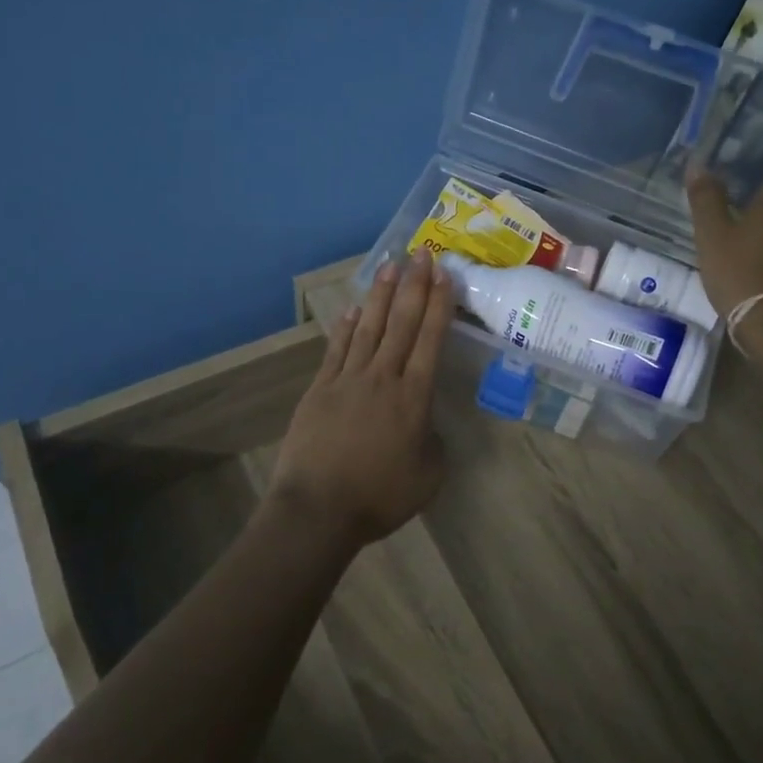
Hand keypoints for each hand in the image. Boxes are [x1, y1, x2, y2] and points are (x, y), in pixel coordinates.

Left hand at [269, 248, 454, 548]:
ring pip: (368, 327)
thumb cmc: (379, 496)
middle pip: (401, 323)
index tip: (444, 274)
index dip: (439, 304)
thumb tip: (427, 425)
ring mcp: (348, 379)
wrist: (318, 509)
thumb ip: (434, 443)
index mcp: (414, 397)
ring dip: (380, 295)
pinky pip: (336, 349)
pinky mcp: (319, 388)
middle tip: (422, 254)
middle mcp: (383, 377)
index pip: (430, 339)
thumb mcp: (428, 476)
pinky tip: (351, 309)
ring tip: (390, 265)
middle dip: (414, 285)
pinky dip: (345, 326)